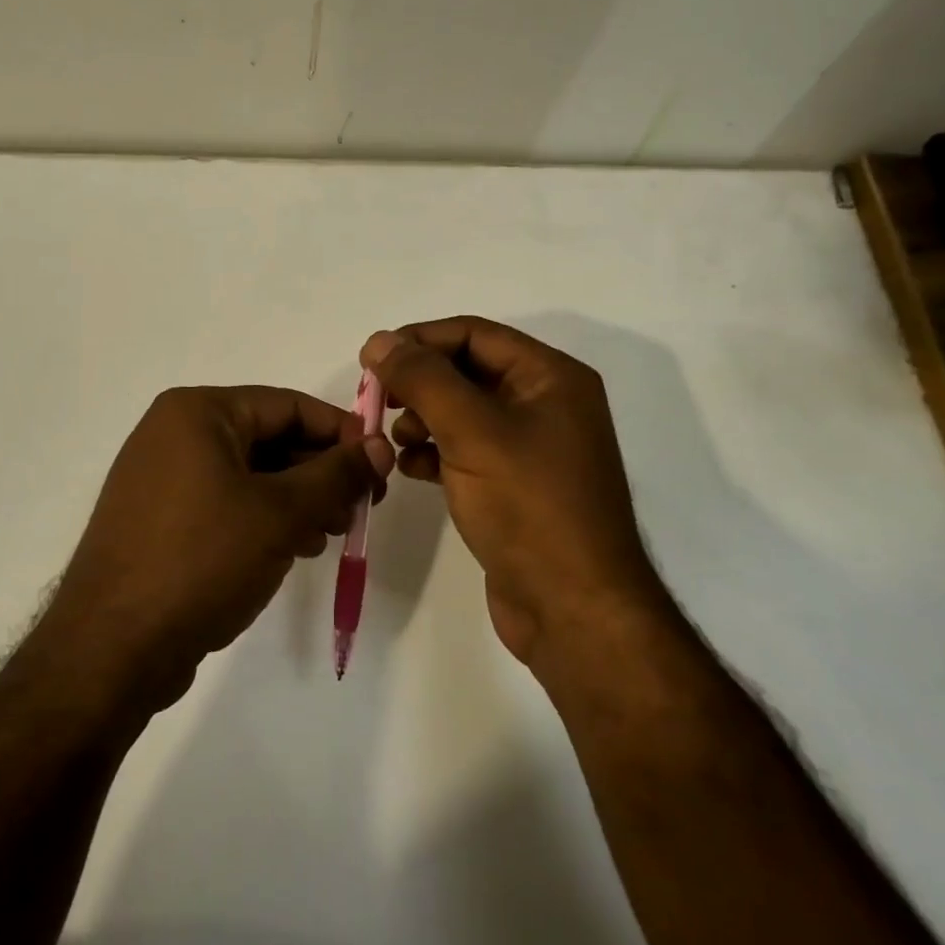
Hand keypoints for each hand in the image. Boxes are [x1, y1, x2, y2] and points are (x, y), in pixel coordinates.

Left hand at [48, 386, 393, 707]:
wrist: (112, 650)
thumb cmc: (202, 561)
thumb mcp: (281, 513)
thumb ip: (336, 474)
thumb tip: (380, 445)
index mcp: (197, 412)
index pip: (287, 405)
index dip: (341, 432)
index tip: (380, 465)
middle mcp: (174, 434)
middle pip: (268, 438)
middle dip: (320, 472)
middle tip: (360, 508)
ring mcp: (161, 478)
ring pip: (249, 474)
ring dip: (297, 499)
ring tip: (331, 533)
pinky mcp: (159, 519)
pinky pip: (225, 502)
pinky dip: (264, 518)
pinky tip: (294, 548)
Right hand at [360, 317, 665, 665]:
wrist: (573, 609)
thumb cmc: (528, 507)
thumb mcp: (472, 431)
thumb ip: (423, 379)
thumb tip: (379, 340)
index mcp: (550, 377)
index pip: (475, 334)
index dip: (420, 339)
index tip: (372, 359)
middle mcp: (545, 404)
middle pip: (467, 371)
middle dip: (419, 383)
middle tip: (375, 401)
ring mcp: (531, 448)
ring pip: (462, 412)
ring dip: (422, 417)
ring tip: (395, 439)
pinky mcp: (514, 486)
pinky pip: (466, 450)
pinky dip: (434, 451)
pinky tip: (410, 468)